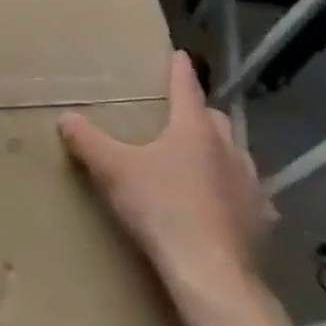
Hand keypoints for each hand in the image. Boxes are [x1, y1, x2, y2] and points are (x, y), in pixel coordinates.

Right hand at [58, 51, 274, 304]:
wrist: (209, 270)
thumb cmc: (160, 207)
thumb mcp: (112, 170)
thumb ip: (88, 141)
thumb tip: (65, 117)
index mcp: (194, 130)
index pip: (186, 89)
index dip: (179, 71)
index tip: (179, 55)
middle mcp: (229, 149)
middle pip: (215, 120)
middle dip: (199, 114)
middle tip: (180, 116)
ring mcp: (251, 185)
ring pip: (236, 155)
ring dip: (219, 152)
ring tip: (200, 160)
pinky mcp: (261, 219)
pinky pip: (249, 195)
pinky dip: (235, 192)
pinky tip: (225, 205)